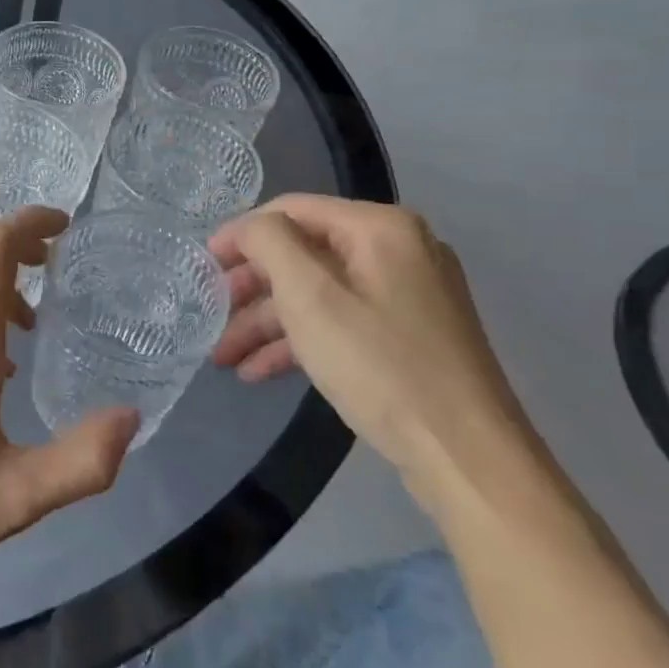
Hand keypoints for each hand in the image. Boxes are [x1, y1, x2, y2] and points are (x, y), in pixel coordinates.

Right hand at [210, 195, 537, 512]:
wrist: (466, 457)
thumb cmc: (379, 365)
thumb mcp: (310, 296)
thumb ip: (269, 243)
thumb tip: (250, 227)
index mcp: (380, 228)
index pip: (291, 210)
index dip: (240, 234)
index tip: (202, 265)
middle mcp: (398, 250)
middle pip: (304, 252)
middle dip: (252, 286)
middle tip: (211, 313)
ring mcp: (408, 294)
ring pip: (319, 292)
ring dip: (268, 321)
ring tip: (225, 356)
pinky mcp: (409, 334)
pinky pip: (341, 320)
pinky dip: (300, 340)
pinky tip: (260, 370)